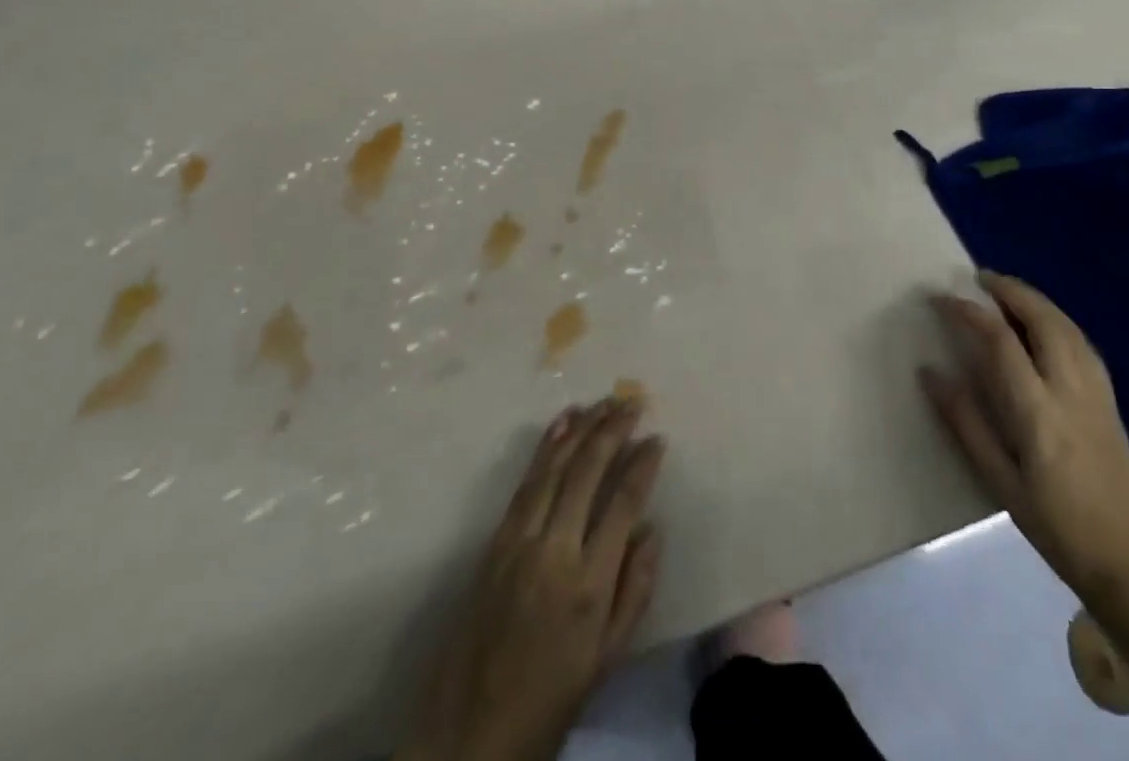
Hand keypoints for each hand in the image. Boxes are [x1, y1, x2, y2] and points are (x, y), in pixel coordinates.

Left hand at [399, 397, 665, 760]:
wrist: (471, 729)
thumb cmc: (551, 696)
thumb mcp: (608, 657)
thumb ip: (636, 589)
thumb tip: (654, 528)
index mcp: (590, 584)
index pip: (623, 504)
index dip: (643, 466)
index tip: (657, 439)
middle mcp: (555, 551)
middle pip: (588, 472)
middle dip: (612, 431)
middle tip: (632, 402)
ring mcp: (521, 540)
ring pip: (555, 467)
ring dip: (581, 428)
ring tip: (603, 401)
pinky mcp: (497, 539)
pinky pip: (526, 481)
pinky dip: (546, 446)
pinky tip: (562, 423)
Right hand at [922, 272, 1128, 603]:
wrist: (1127, 562)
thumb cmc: (1054, 524)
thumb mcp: (999, 480)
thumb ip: (965, 422)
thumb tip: (931, 372)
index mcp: (1039, 411)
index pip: (1000, 341)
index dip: (969, 312)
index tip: (943, 299)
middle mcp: (1071, 390)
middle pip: (1043, 320)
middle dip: (1011, 291)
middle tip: (980, 278)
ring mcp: (1097, 393)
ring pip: (1068, 327)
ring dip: (1036, 300)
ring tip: (1007, 291)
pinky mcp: (1111, 401)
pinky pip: (1082, 343)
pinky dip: (1057, 320)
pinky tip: (1044, 324)